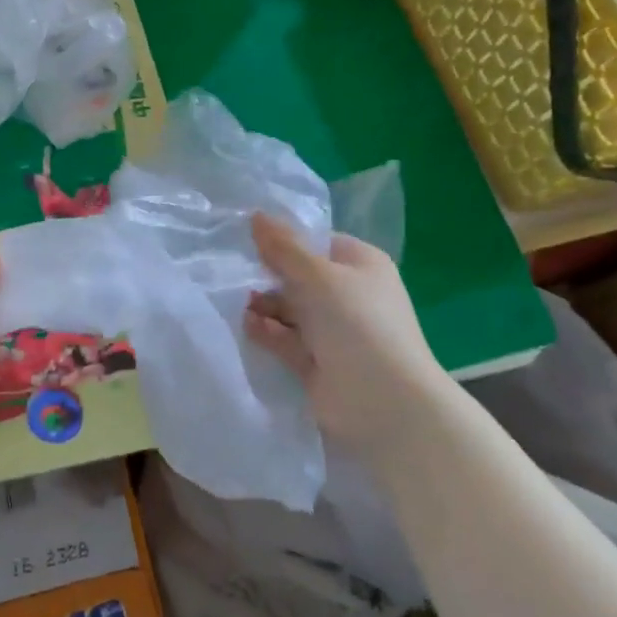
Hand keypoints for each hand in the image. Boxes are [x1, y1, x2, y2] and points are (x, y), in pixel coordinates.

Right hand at [243, 213, 447, 455]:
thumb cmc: (357, 323)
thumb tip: (255, 214)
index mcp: (360, 265)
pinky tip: (245, 325)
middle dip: (268, 276)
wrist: (385, 402)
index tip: (246, 239)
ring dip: (264, 305)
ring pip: (290, 310)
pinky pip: (285, 340)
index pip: (316, 243)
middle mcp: (349, 296)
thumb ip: (283, 247)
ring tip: (235, 301)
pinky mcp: (317, 363)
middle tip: (231, 272)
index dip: (284, 240)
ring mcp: (334, 332)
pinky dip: (267, 332)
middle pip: (299, 277)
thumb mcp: (317, 275)